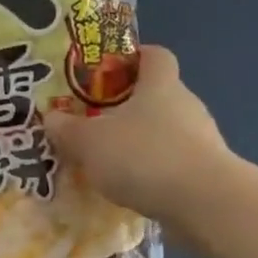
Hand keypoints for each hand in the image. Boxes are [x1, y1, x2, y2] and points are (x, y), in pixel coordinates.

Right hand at [44, 45, 230, 226]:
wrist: (203, 203)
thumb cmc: (143, 156)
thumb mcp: (89, 142)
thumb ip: (67, 129)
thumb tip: (51, 117)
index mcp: (160, 85)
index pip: (155, 55)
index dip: (134, 57)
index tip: (109, 70)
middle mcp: (186, 104)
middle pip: (158, 95)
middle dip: (129, 107)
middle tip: (97, 124)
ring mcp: (202, 139)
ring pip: (166, 131)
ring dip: (141, 143)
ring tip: (111, 163)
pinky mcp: (207, 172)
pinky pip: (174, 162)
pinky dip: (154, 171)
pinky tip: (133, 189)